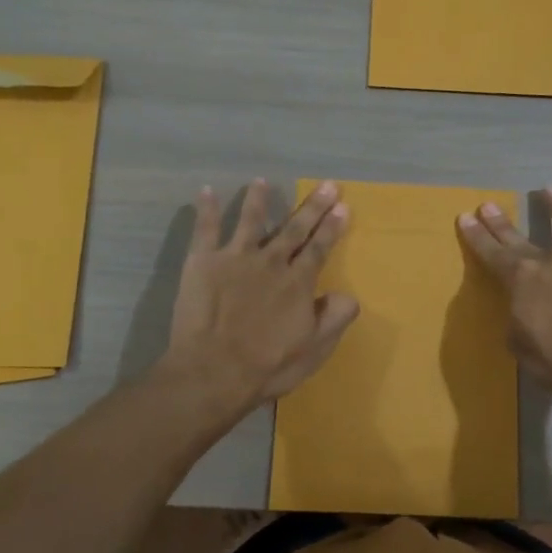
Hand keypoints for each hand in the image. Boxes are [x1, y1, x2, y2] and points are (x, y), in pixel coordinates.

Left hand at [166, 179, 358, 408]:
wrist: (214, 371)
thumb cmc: (268, 365)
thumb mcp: (315, 349)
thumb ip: (335, 318)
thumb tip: (348, 294)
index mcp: (298, 282)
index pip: (320, 248)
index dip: (332, 227)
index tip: (343, 206)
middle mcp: (271, 261)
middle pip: (294, 228)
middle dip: (312, 206)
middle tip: (325, 185)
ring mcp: (235, 258)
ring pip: (250, 220)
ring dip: (257, 199)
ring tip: (261, 181)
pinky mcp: (203, 262)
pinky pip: (205, 229)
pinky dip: (207, 209)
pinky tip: (207, 190)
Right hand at [457, 187, 551, 407]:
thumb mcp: (519, 346)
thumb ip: (516, 320)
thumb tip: (520, 308)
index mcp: (522, 281)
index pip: (492, 254)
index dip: (477, 236)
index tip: (466, 216)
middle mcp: (550, 261)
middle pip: (521, 238)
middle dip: (502, 223)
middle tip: (489, 204)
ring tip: (549, 189)